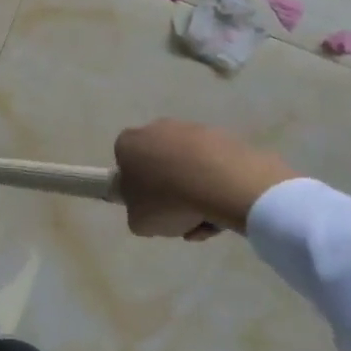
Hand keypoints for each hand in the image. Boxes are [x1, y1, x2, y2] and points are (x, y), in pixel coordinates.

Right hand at [114, 119, 299, 238]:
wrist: (222, 184)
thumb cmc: (168, 200)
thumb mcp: (139, 222)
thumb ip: (137, 213)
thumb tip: (148, 208)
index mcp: (129, 143)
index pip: (126, 164)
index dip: (137, 189)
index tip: (150, 207)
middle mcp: (157, 129)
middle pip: (160, 165)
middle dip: (169, 191)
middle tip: (179, 217)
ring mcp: (191, 130)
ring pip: (188, 168)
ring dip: (194, 193)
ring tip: (206, 220)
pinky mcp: (221, 136)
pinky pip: (213, 166)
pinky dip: (216, 187)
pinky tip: (224, 212)